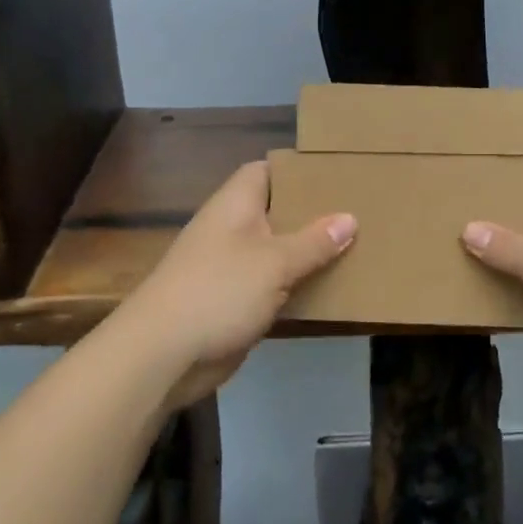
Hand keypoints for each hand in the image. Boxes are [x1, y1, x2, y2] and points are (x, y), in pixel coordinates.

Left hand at [119, 161, 355, 408]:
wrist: (164, 354)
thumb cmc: (219, 291)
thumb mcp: (274, 262)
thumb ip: (314, 242)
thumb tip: (350, 218)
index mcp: (235, 205)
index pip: (265, 171)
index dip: (296, 169)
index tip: (335, 173)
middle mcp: (232, 229)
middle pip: (275, 211)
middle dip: (312, 213)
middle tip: (358, 211)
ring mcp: (231, 268)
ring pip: (277, 251)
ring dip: (307, 253)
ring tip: (356, 246)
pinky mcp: (234, 302)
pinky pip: (272, 285)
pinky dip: (296, 285)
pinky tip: (330, 288)